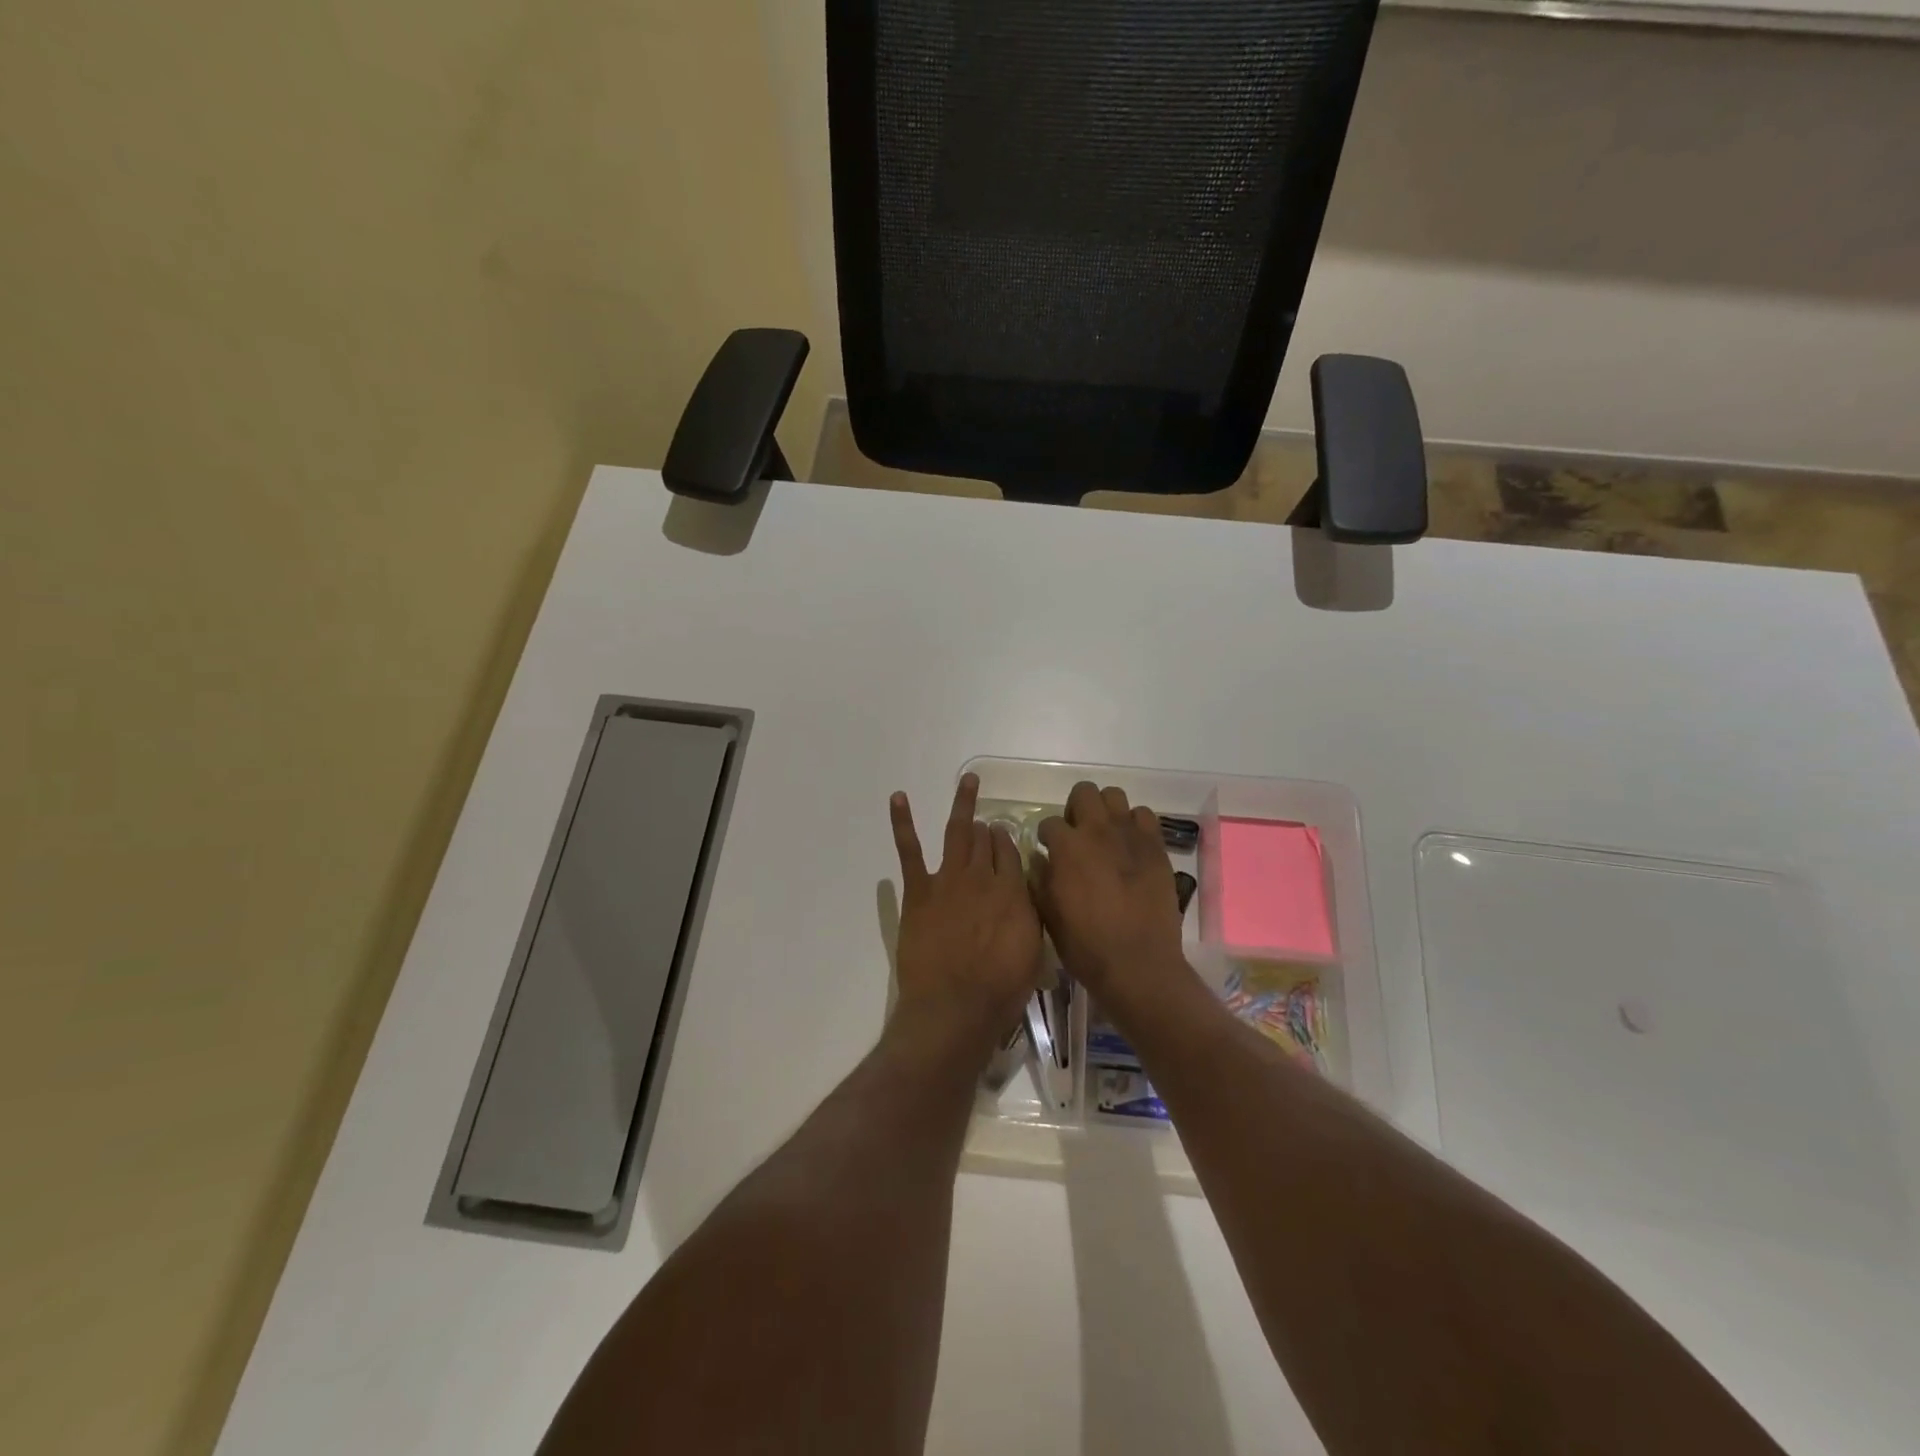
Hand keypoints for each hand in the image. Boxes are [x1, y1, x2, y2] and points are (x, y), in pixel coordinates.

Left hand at [888, 773, 1043, 1056]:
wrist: (954, 1007)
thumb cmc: (1000, 990)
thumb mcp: (1032, 952)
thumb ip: (1030, 915)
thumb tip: (1026, 893)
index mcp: (1013, 891)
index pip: (1011, 852)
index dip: (1007, 842)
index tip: (1005, 838)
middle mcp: (983, 877)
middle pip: (986, 840)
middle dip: (987, 829)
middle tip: (986, 825)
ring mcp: (949, 880)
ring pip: (958, 833)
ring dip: (963, 804)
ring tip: (967, 781)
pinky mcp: (919, 890)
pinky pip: (910, 850)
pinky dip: (902, 822)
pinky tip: (898, 798)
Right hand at [1035, 782, 1187, 1014]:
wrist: (1138, 964)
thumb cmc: (1085, 945)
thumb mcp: (1048, 915)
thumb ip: (1039, 879)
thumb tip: (1040, 858)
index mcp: (1067, 847)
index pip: (1050, 822)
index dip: (1047, 837)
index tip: (1049, 850)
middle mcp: (1098, 831)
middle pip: (1084, 792)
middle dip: (1076, 809)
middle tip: (1078, 835)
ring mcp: (1130, 836)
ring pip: (1115, 796)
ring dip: (1106, 811)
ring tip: (1106, 836)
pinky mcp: (1156, 847)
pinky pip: (1145, 816)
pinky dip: (1135, 825)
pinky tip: (1131, 846)